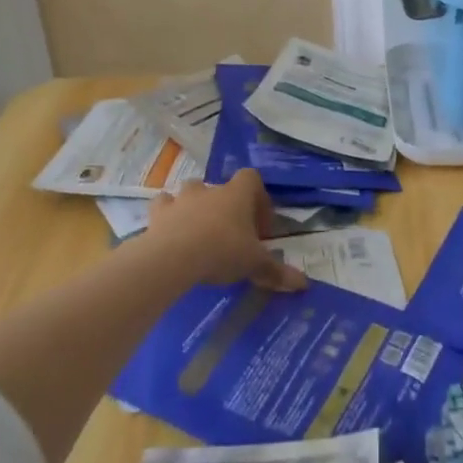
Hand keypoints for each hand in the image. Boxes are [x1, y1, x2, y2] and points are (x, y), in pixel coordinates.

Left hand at [147, 171, 305, 290]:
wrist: (173, 257)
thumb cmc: (222, 251)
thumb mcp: (254, 264)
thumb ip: (277, 272)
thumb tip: (304, 284)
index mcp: (237, 194)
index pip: (252, 179)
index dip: (258, 198)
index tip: (260, 226)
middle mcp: (210, 190)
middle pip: (220, 187)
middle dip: (225, 206)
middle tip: (230, 233)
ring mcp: (181, 199)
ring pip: (190, 192)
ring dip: (195, 206)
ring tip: (199, 232)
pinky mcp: (158, 213)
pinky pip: (163, 207)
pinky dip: (167, 216)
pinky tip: (170, 234)